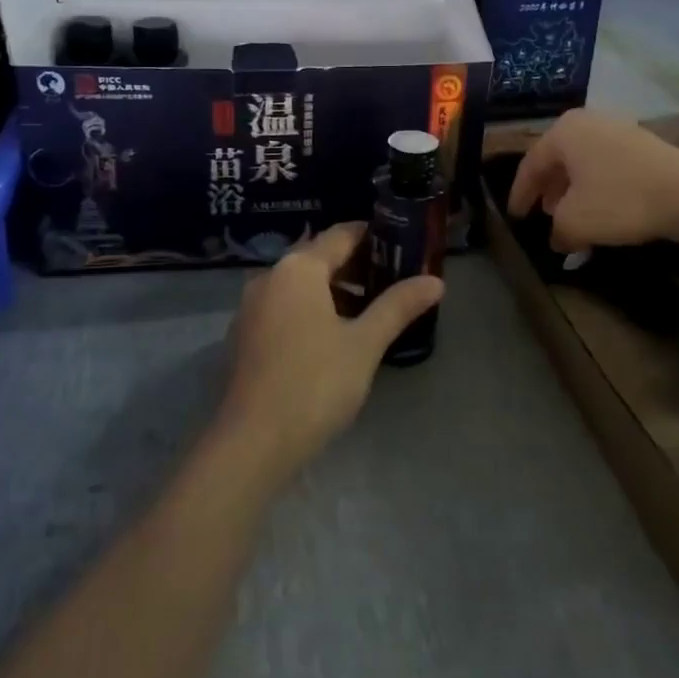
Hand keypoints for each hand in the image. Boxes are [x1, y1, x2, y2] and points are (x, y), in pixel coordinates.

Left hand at [216, 223, 443, 485]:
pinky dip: (309, 310)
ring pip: (299, 285)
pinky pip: (283, 308)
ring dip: (333, 291)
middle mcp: (269, 277)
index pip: (341, 235)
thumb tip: (435, 281)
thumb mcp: (365, 343)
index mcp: (299, 269)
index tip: (402, 246)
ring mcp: (250, 307)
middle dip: (356, 266)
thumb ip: (398, 306)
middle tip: (393, 281)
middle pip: (318, 258)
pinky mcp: (243, 336)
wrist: (252, 443)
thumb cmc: (315, 383)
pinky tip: (331, 338)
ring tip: (368, 313)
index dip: (373, 237)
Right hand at [508, 108, 678, 252]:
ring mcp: (618, 129)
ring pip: (583, 162)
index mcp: (563, 132)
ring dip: (572, 189)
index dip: (520, 194)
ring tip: (570, 214)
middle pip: (557, 159)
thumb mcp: (575, 221)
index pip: (530, 164)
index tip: (516, 217)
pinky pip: (606, 165)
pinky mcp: (643, 144)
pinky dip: (596, 186)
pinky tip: (601, 209)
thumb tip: (557, 238)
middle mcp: (588, 122)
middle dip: (547, 189)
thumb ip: (556, 230)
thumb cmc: (620, 200)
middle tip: (542, 213)